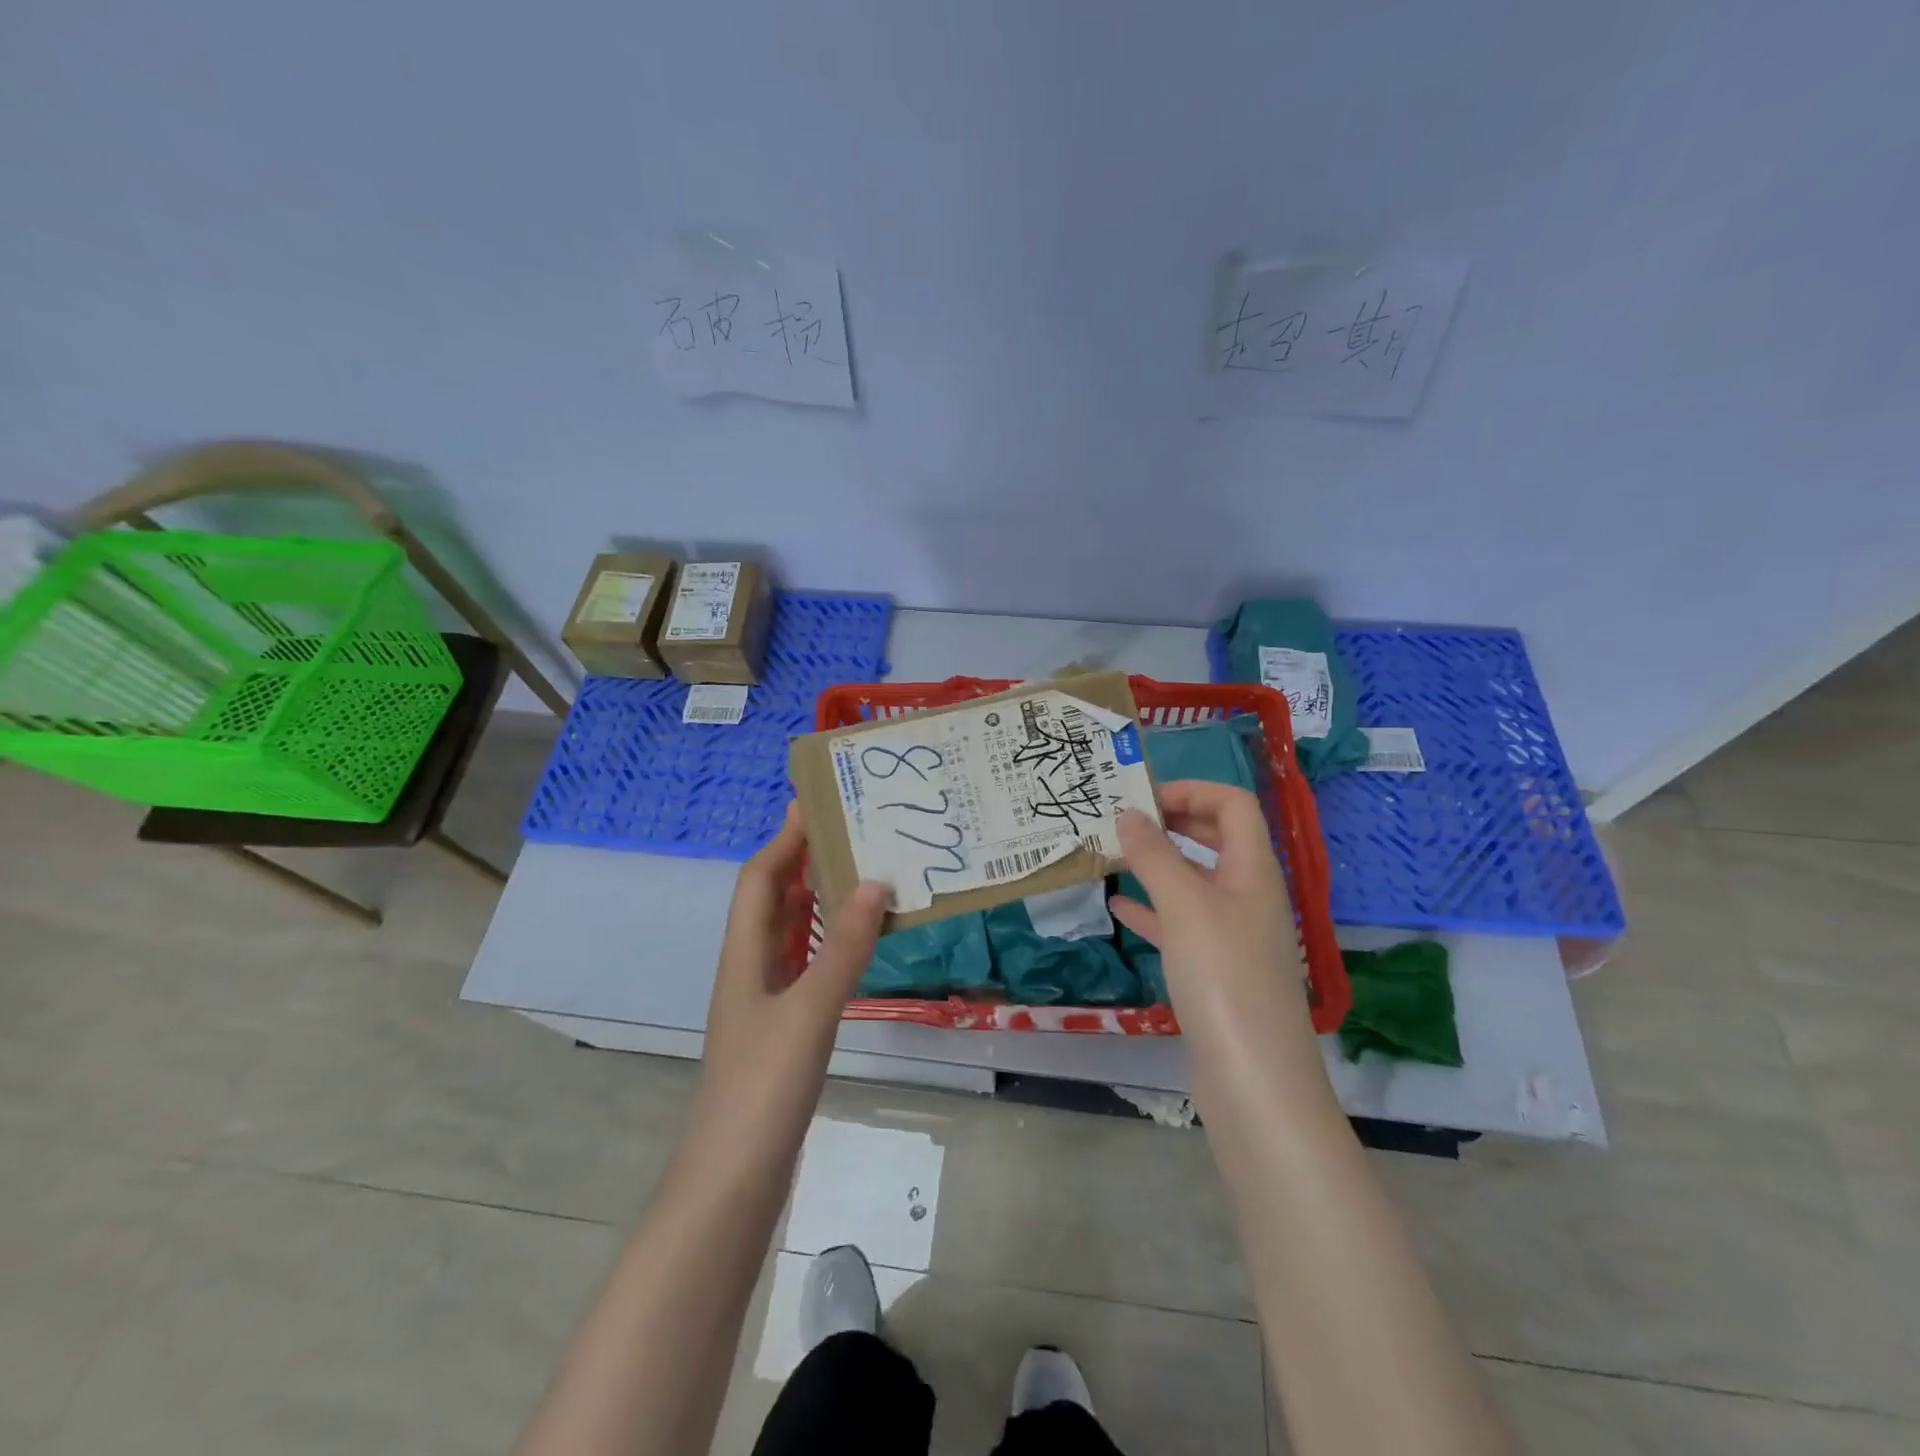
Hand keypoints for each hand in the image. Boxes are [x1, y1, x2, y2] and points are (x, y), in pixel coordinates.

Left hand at [695, 803, 888, 1152]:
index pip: (760, 878)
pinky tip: (859, 943)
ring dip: (819, 900)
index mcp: (745, 955)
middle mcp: (751, 968)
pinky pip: (807, 965)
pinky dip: (829, 942)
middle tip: (852, 832)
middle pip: (773, 899)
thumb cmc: (764, 1087)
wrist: (734, 1178)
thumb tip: (874, 882)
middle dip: (804, 861)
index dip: (785, 840)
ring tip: (863, 873)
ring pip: (791, 932)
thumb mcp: (810, 1011)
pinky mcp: (783, 1028)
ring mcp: (766, 1000)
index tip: (817, 804)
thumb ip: (843, 947)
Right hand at [1110, 781, 1329, 1111]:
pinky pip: (1182, 924)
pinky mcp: (1216, 970)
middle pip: (1216, 838)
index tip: (1141, 798)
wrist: (1253, 1079)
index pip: (1233, 804)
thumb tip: (1127, 812)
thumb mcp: (1185, 905)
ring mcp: (1235, 934)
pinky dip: (1153, 910)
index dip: (1191, 790)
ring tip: (1114, 856)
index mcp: (1254, 869)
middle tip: (1124, 820)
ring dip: (1159, 864)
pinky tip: (1120, 909)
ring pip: (1196, 882)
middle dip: (1173, 822)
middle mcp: (1250, 895)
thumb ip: (1154, 855)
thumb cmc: (1223, 977)